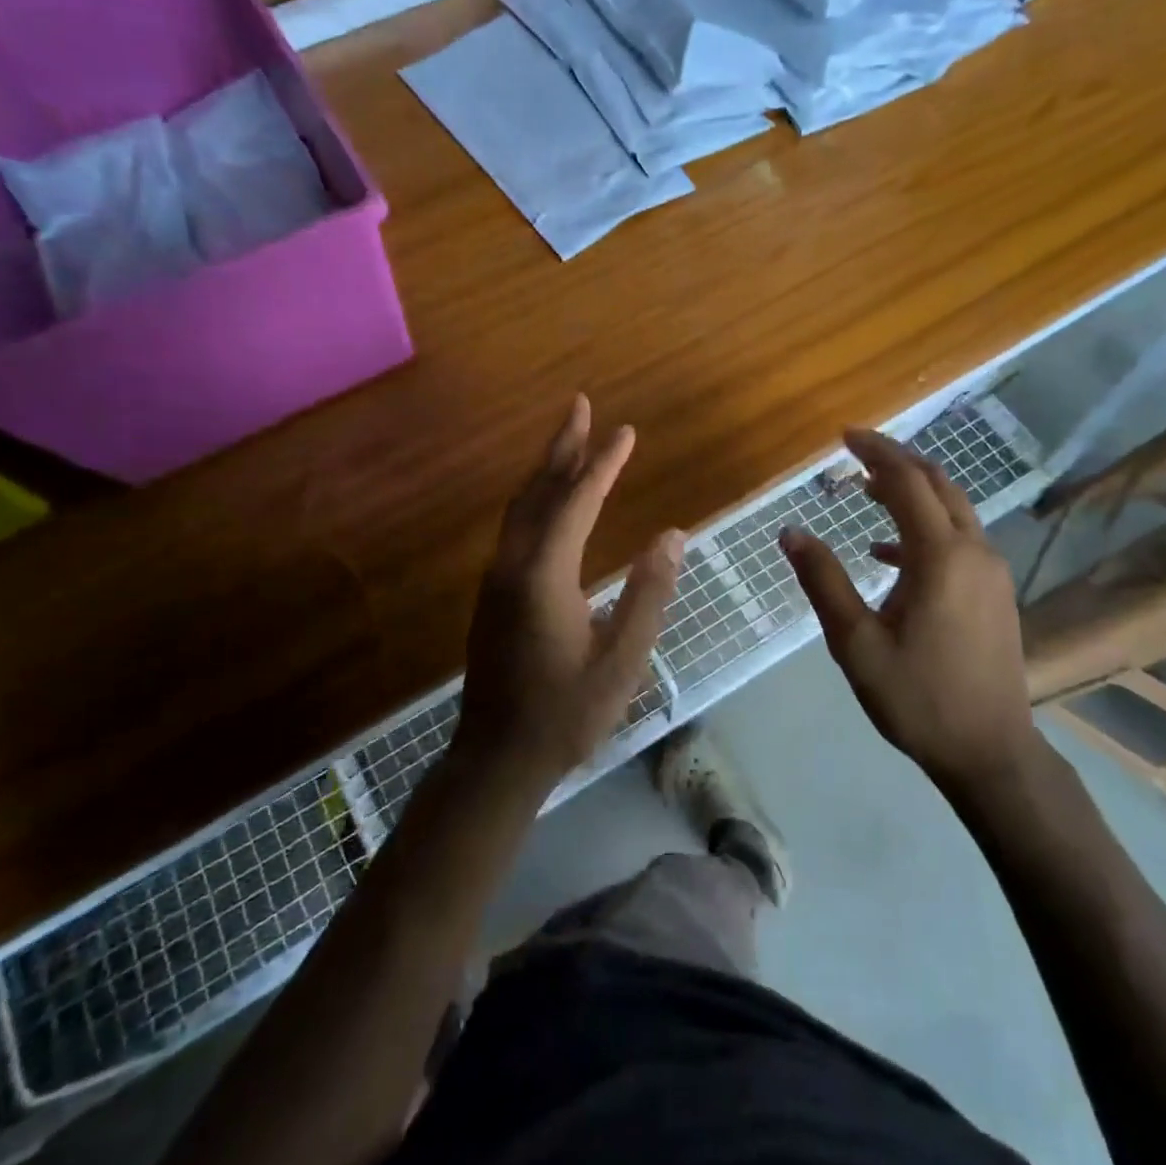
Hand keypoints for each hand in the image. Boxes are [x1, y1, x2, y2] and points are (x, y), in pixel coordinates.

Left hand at [458, 395, 683, 785]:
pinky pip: (516, 529)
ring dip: (547, 470)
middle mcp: (512, 566)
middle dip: (562, 447)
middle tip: (580, 405)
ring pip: (521, 508)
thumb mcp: (622, 660)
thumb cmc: (566, 713)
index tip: (627, 432)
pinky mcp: (493, 595)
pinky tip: (551, 503)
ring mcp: (496, 580)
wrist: (497, 759)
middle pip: (538, 491)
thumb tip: (672, 535)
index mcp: (543, 576)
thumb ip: (648, 594)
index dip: (603, 464)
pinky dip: (537, 499)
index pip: (577, 502)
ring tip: (570, 441)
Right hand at [780, 429, 1034, 786]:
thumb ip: (823, 581)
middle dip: (896, 461)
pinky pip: (958, 539)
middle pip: (937, 484)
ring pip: (953, 509)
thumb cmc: (917, 698)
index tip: (844, 437)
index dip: (876, 453)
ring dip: (912, 491)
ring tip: (867, 490)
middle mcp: (974, 551)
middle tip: (856, 453)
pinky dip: (923, 529)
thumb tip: (791, 532)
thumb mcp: (856, 643)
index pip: (907, 482)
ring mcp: (991, 571)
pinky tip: (887, 552)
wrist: (990, 751)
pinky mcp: (995, 591)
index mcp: (941, 557)